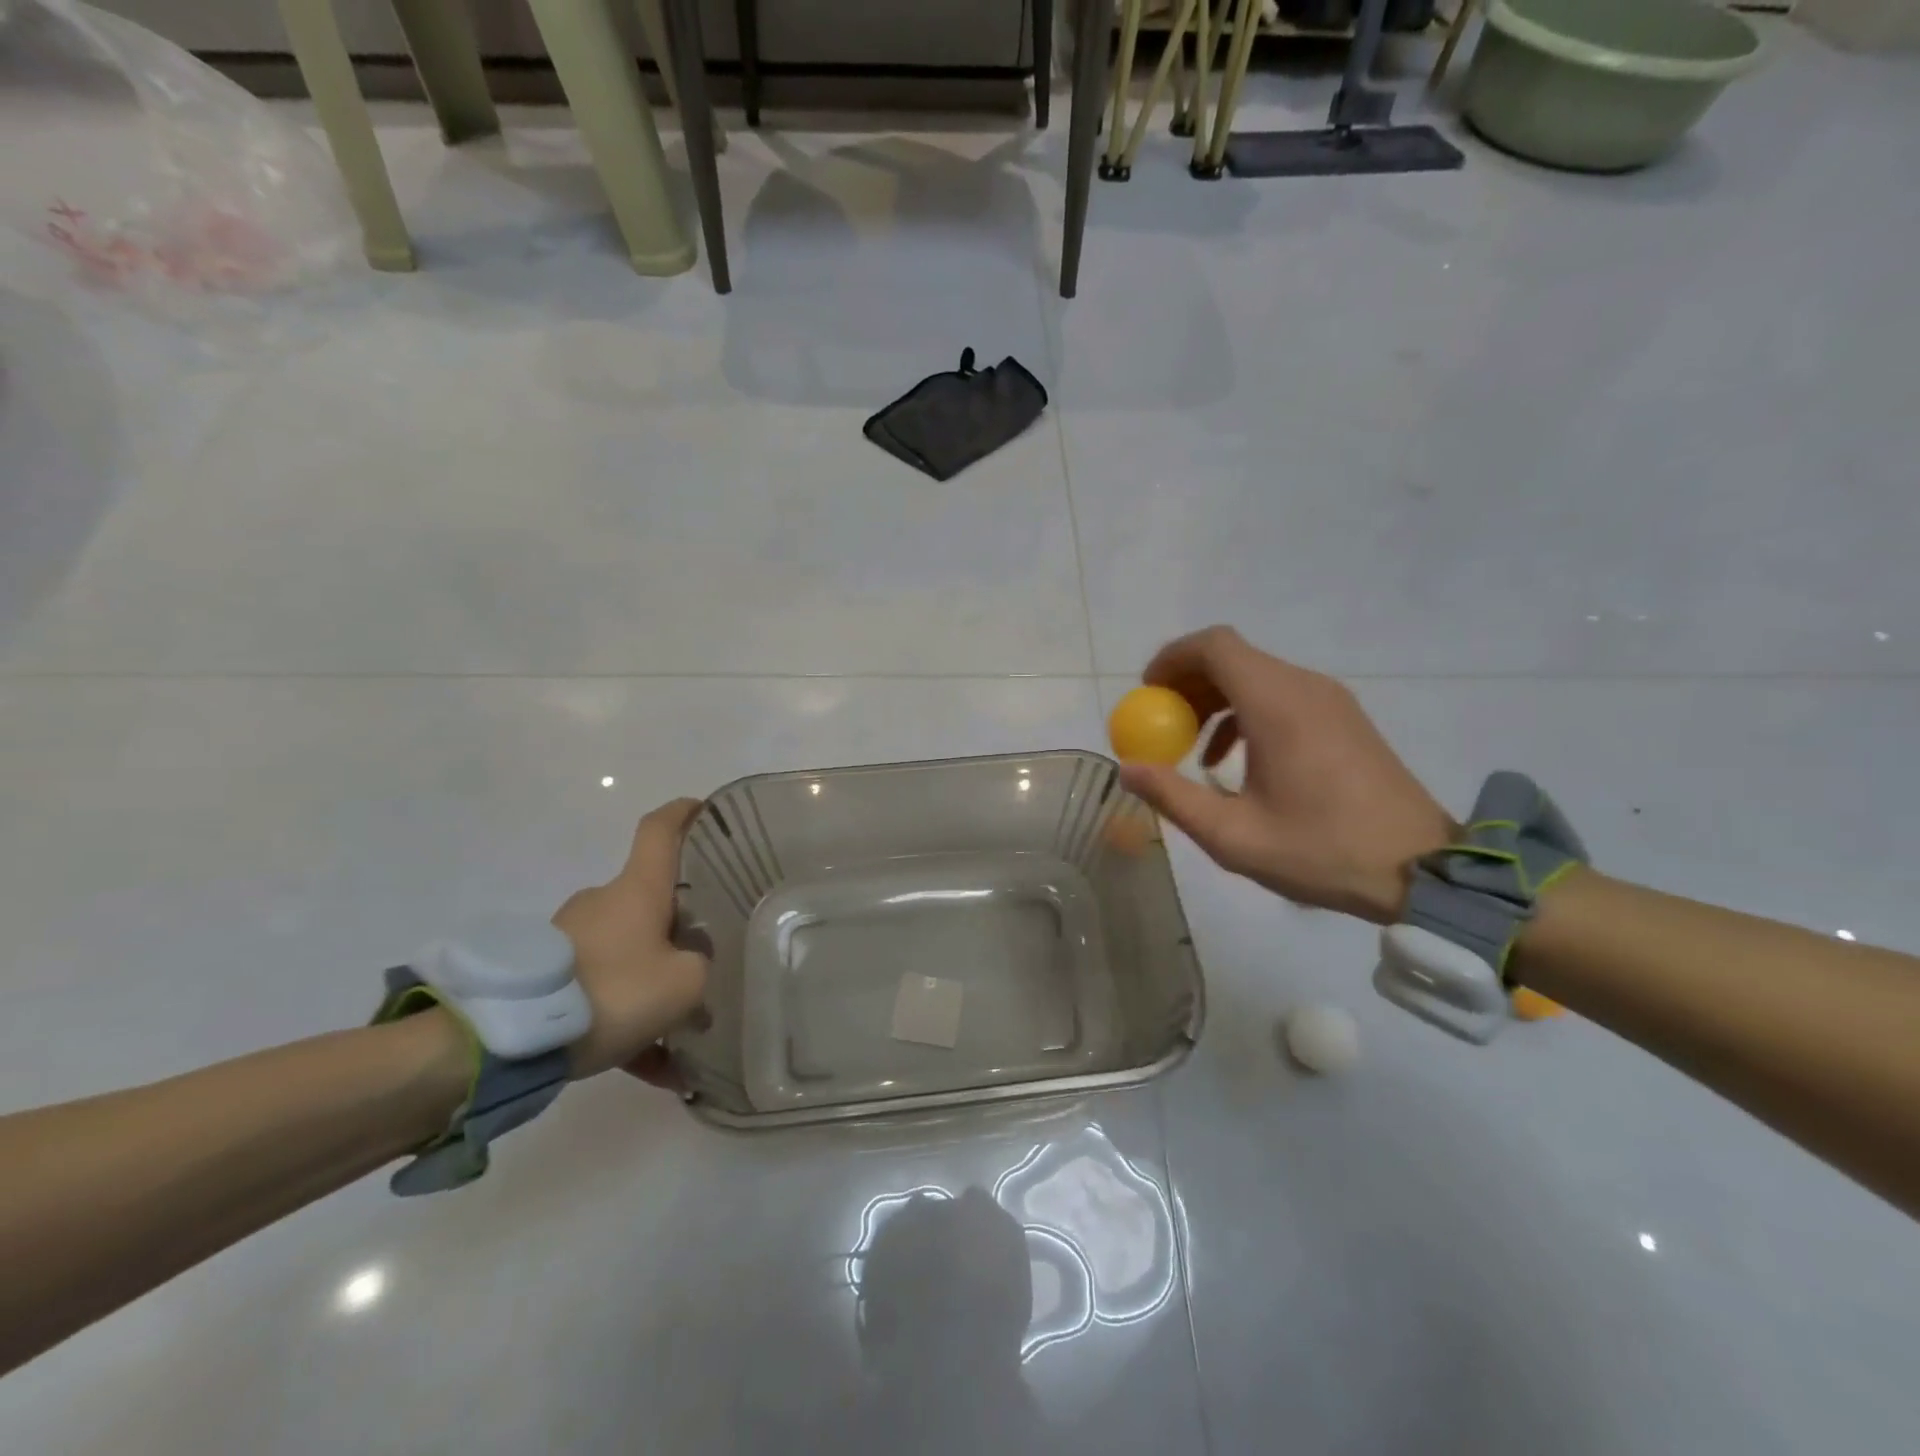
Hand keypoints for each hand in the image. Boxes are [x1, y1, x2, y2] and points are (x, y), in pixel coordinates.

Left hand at [552, 799, 710, 1080]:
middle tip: (706, 961)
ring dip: (653, 984)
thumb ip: (701, 968)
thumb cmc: (613, 991)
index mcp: (638, 889)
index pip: (661, 830)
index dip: (683, 814)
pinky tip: (652, 1068)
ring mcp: (572, 939)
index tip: (702, 808)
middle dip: (678, 928)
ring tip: (680, 1035)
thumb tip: (692, 966)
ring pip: (627, 953)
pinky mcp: (548, 978)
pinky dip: (628, 1022)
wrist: (508, 1041)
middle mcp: (604, 903)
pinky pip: (601, 993)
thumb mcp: (684, 984)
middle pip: (650, 901)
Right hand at [1117, 627, 1454, 924]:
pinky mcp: (1343, 718)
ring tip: (1191, 746)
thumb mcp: (1233, 835)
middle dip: (1187, 682)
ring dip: (1215, 699)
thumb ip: (1173, 797)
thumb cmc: (1322, 850)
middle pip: (1232, 657)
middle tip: (1161, 723)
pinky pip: (1281, 695)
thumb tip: (1127, 768)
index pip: (1214, 645)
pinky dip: (1245, 711)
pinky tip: (1234, 759)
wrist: (1422, 869)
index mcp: (1276, 704)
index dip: (1172, 659)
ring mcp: (1329, 700)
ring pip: (1256, 675)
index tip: (1147, 693)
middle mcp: (1303, 687)